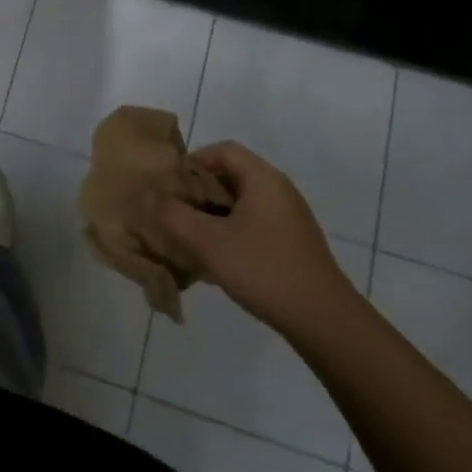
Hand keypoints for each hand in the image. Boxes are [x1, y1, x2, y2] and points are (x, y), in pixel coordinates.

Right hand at [156, 142, 359, 337]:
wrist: (324, 321)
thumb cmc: (263, 269)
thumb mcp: (208, 241)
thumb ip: (173, 215)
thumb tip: (147, 196)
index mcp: (263, 178)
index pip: (222, 150)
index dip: (193, 162)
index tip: (171, 186)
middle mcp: (279, 190)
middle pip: (231, 176)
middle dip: (199, 192)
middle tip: (174, 213)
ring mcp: (289, 218)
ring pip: (241, 204)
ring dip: (213, 216)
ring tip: (190, 239)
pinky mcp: (294, 244)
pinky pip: (254, 225)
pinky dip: (231, 233)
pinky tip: (218, 262)